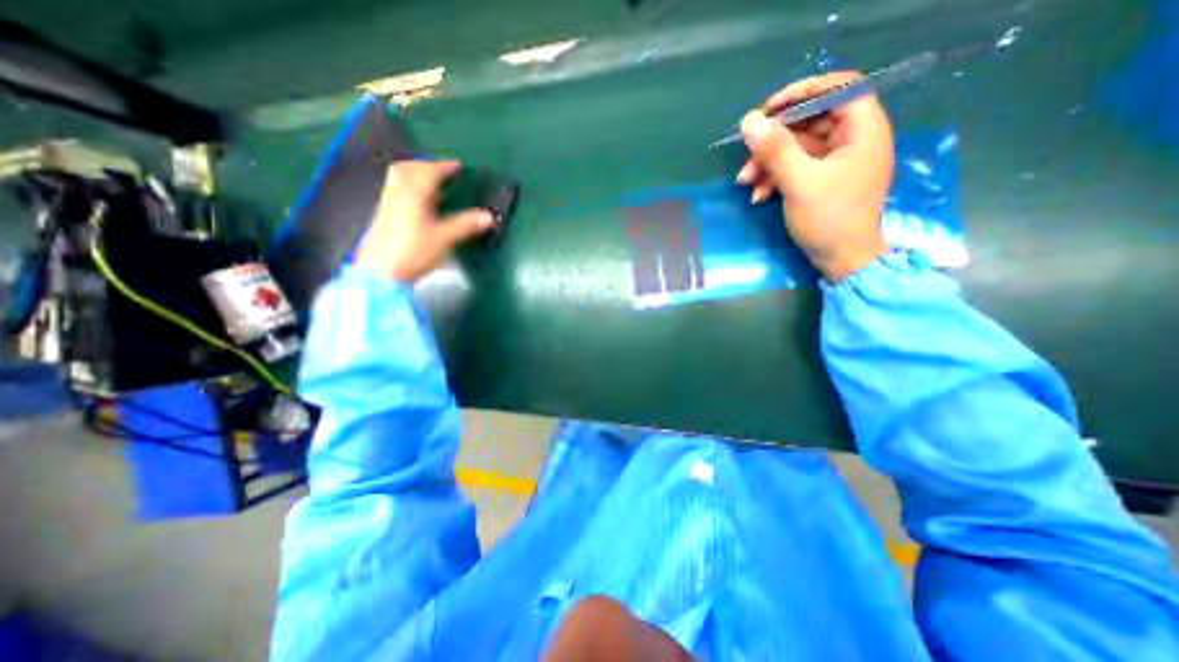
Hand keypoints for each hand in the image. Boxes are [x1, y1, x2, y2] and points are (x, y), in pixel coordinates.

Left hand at [354, 164, 492, 282]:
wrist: (381, 272)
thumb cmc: (413, 252)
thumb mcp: (443, 239)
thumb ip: (465, 225)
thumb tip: (489, 217)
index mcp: (413, 195)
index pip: (428, 173)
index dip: (443, 167)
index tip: (457, 166)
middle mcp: (397, 194)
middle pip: (407, 169)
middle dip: (425, 165)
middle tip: (442, 170)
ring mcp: (388, 204)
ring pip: (398, 178)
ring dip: (415, 173)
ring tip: (431, 182)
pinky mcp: (384, 215)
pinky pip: (395, 190)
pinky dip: (408, 186)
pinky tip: (418, 200)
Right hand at [735, 69, 893, 281]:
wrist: (842, 260)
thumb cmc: (830, 219)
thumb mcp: (800, 183)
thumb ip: (775, 150)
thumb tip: (749, 121)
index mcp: (862, 130)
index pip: (837, 88)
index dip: (802, 93)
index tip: (768, 110)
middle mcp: (852, 139)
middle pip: (810, 121)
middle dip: (774, 140)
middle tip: (748, 157)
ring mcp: (836, 161)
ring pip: (797, 147)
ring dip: (768, 163)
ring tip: (746, 183)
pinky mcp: (822, 180)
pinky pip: (795, 167)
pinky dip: (775, 178)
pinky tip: (758, 195)